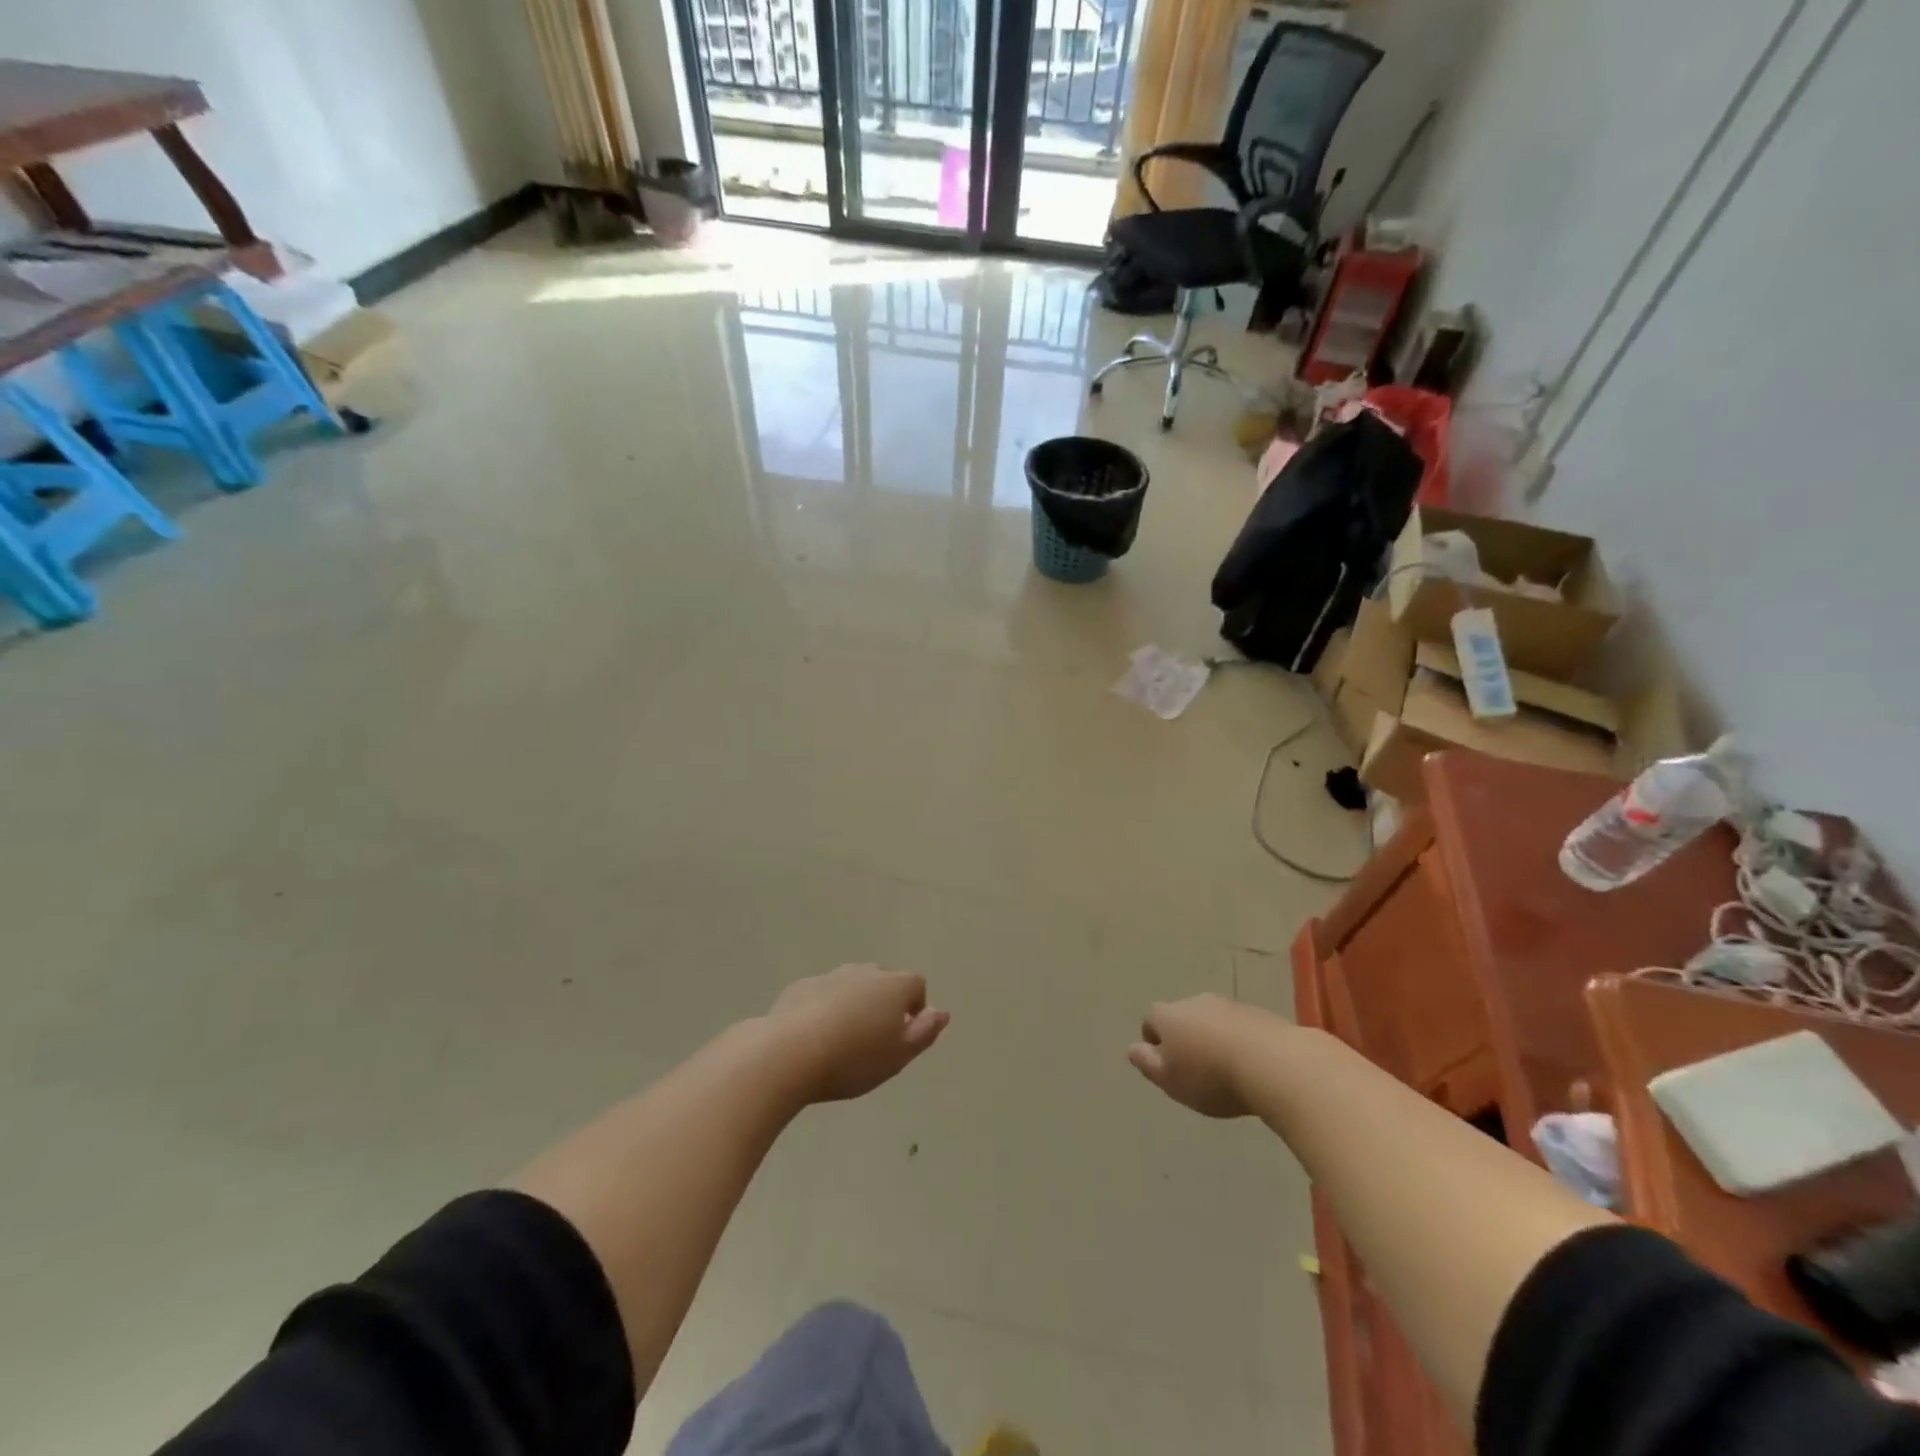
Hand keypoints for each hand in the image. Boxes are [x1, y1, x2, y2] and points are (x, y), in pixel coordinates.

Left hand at [766, 964, 949, 1103]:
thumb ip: (925, 1032)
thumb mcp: (899, 1056)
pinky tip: (813, 1037)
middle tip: (874, 1039)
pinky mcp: (801, 986)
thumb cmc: (854, 1059)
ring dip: (854, 1004)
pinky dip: (824, 1008)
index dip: (915, 1008)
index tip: (904, 1036)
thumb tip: (942, 1012)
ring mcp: (830, 976)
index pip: (916, 985)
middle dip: (884, 1003)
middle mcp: (865, 972)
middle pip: (884, 981)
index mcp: (894, 986)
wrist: (789, 1053)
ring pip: (851, 985)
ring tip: (843, 1039)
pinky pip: (822, 994)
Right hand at [1128, 993, 1280, 1117]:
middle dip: (1185, 1038)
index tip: (1165, 1066)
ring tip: (1225, 1070)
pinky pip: (1240, 1027)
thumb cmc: (1210, 1076)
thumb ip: (1147, 1063)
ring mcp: (1228, 1005)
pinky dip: (1239, 1042)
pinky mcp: (1258, 1014)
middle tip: (1194, 1070)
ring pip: (1211, 1021)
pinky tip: (1250, 1067)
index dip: (1154, 1042)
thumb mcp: (1169, 1079)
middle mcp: (1194, 1002)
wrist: (1273, 1063)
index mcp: (1168, 1015)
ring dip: (1213, 1038)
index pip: (1150, 1020)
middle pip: (1182, 1017)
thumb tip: (1133, 1049)